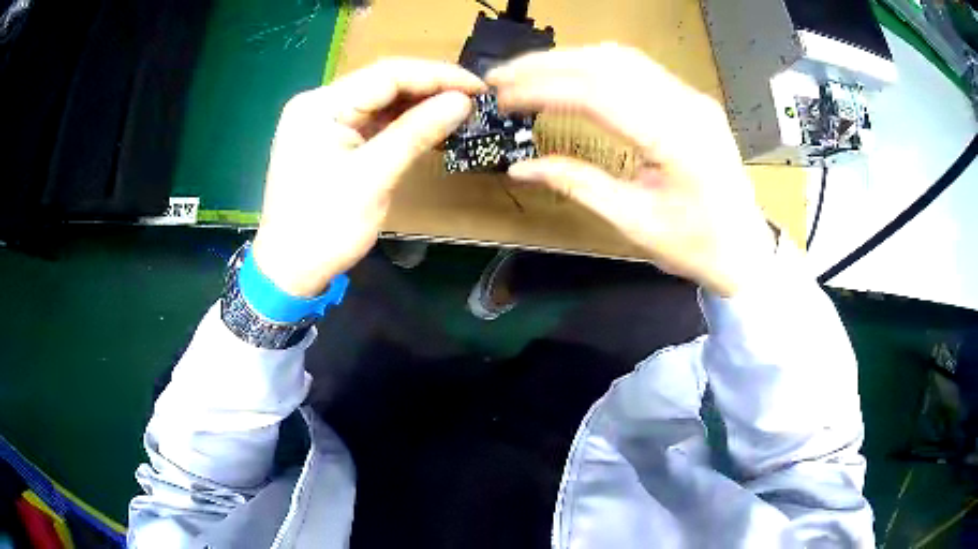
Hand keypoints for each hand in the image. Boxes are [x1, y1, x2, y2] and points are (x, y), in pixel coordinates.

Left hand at [252, 59, 484, 296]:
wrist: (290, 271)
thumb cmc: (324, 228)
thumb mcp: (373, 178)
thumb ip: (417, 132)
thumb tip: (463, 101)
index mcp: (320, 106)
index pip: (387, 74)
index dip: (437, 76)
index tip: (478, 87)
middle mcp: (319, 103)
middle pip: (383, 83)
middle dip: (430, 88)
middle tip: (475, 100)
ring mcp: (323, 121)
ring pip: (381, 101)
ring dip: (420, 105)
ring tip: (460, 111)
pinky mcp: (330, 139)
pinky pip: (372, 121)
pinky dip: (403, 123)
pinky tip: (431, 126)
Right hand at [488, 44, 774, 296]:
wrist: (746, 248)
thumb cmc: (697, 246)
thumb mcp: (634, 222)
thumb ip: (577, 184)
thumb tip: (521, 167)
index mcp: (677, 139)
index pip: (598, 93)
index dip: (543, 88)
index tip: (503, 96)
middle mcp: (687, 104)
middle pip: (607, 62)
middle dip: (547, 64)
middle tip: (502, 78)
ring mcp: (691, 97)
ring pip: (621, 57)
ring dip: (569, 59)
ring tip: (527, 74)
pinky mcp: (690, 99)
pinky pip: (637, 69)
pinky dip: (594, 66)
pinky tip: (569, 75)